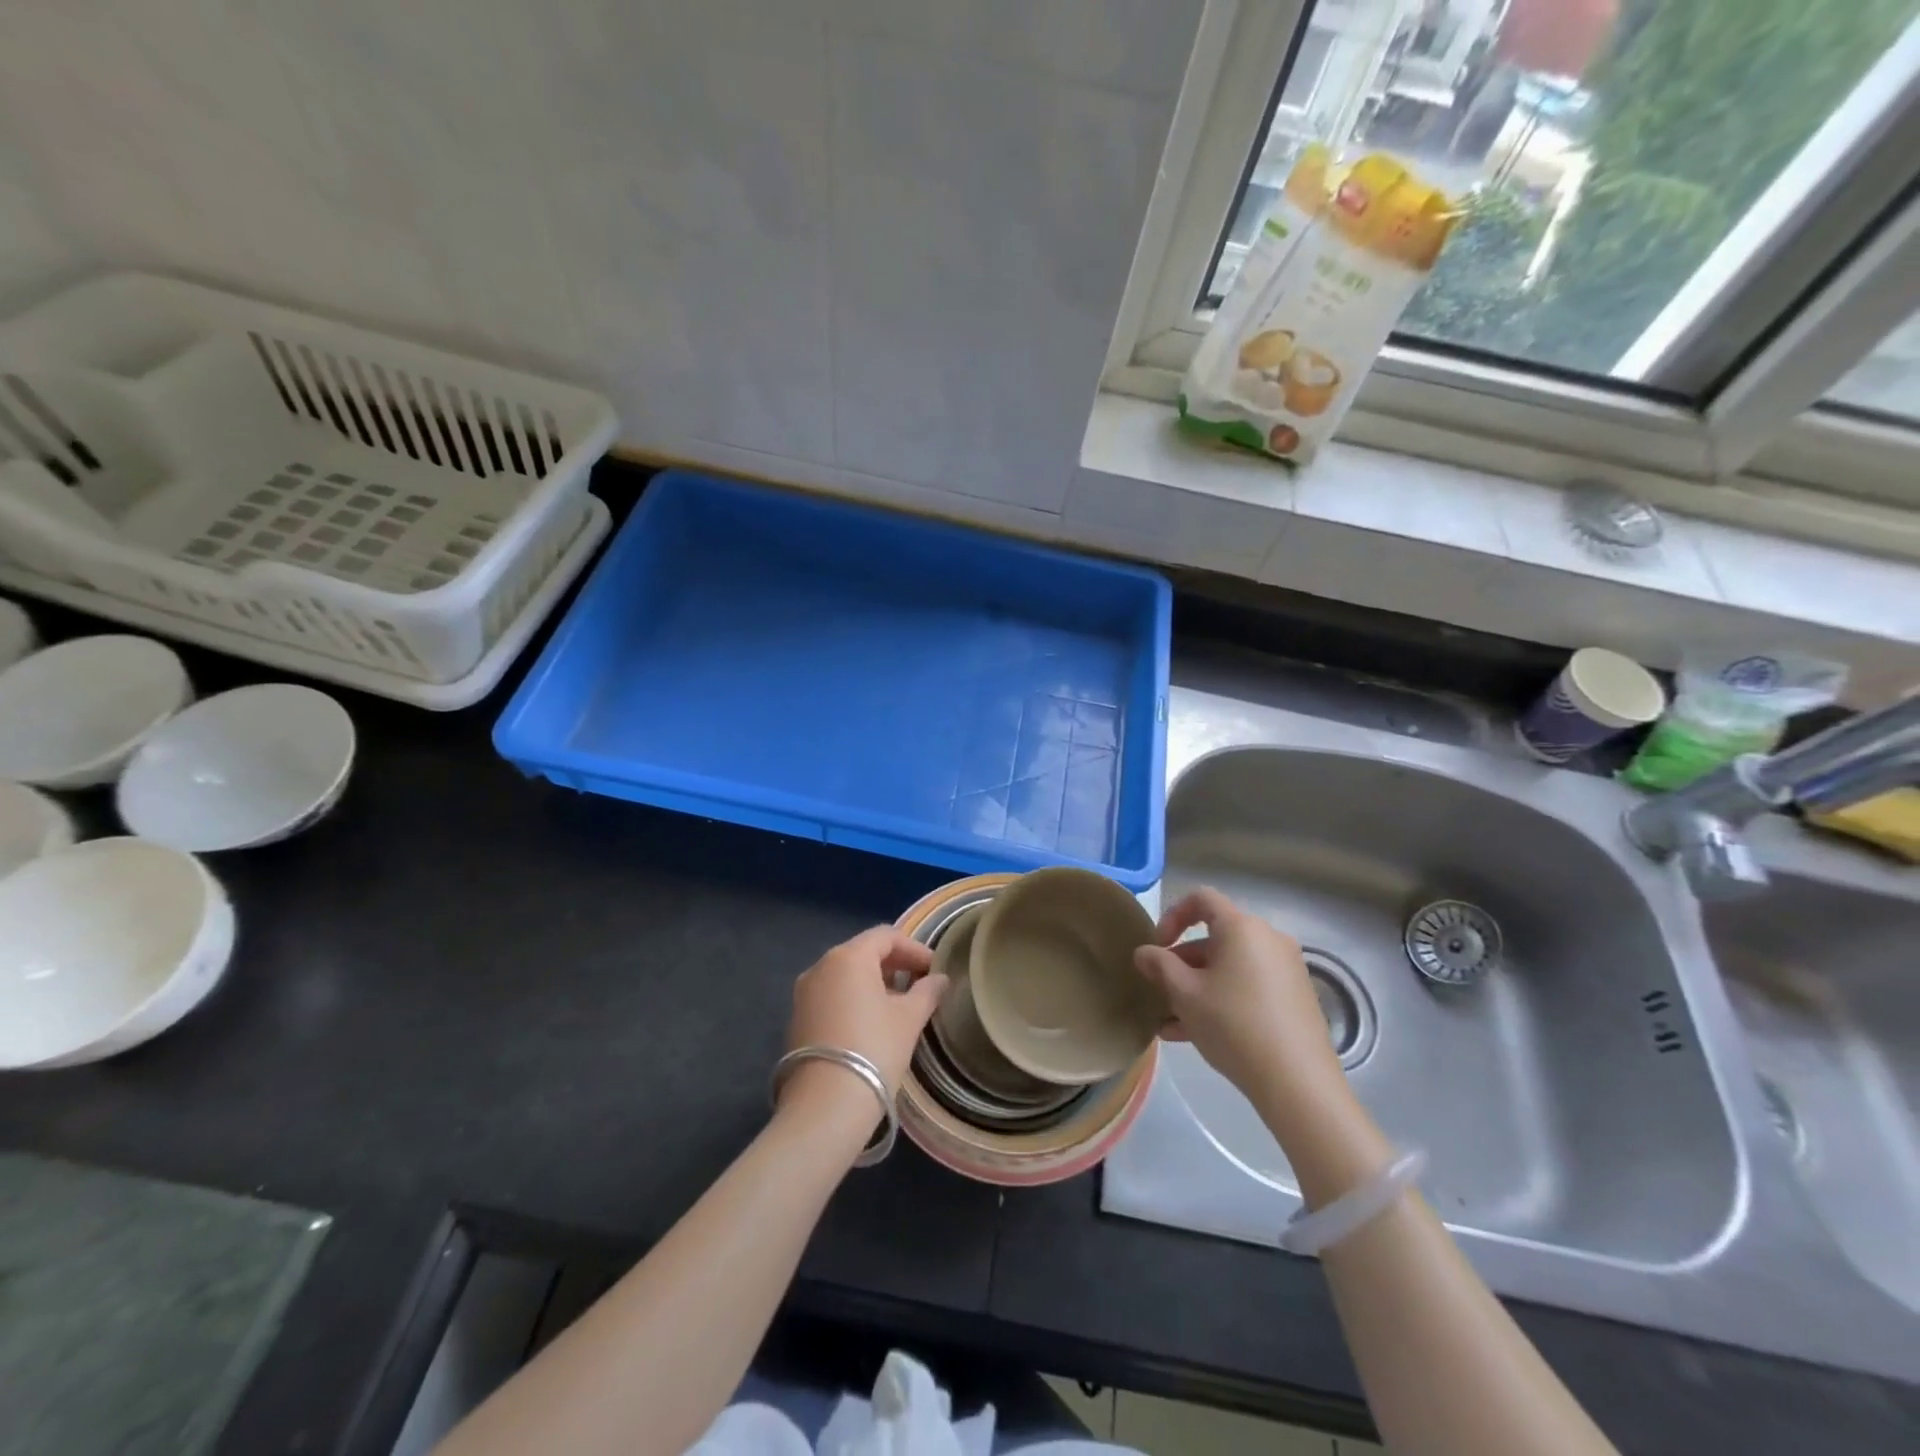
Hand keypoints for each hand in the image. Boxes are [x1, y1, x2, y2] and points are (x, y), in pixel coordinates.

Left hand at [784, 926, 944, 1107]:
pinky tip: (871, 1023)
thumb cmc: (874, 1049)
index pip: (886, 936)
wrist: (825, 1106)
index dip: (914, 949)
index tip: (934, 969)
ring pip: (845, 975)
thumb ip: (927, 992)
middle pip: (863, 952)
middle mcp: (821, 966)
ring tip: (899, 1005)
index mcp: (848, 957)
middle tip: (920, 983)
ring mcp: (804, 993)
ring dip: (874, 982)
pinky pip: (831, 996)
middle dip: (894, 964)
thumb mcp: (909, 1019)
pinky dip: (853, 999)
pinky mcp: (797, 1019)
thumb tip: (939, 979)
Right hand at [1134, 888, 1343, 1105]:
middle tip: (1161, 990)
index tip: (1158, 947)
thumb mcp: (1185, 994)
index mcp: (1241, 927)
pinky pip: (1249, 986)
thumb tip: (1144, 952)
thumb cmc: (1233, 1024)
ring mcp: (1286, 969)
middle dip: (1182, 961)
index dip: (1172, 916)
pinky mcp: (1295, 998)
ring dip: (1198, 986)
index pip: (1201, 899)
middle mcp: (1268, 939)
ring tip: (1171, 1021)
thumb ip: (1160, 966)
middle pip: (1216, 937)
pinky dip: (1223, 999)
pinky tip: (1196, 1035)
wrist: (1298, 1082)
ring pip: (1230, 967)